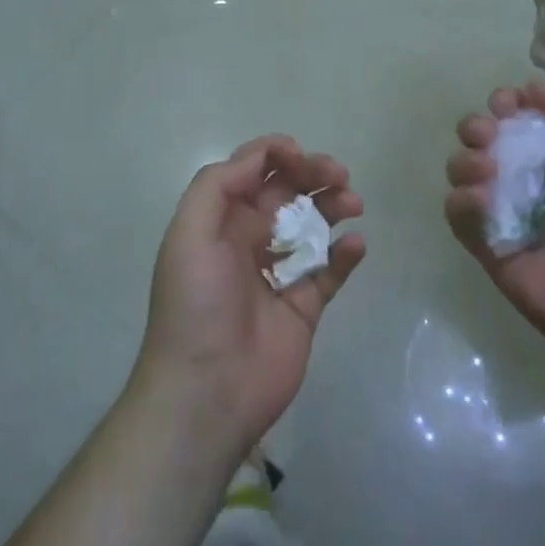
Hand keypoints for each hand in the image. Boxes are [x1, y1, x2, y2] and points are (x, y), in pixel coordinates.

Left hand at [134, 136, 364, 459]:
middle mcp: (248, 240)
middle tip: (339, 175)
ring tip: (354, 203)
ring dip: (333, 206)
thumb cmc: (196, 303)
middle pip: (286, 192)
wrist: (207, 391)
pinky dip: (345, 253)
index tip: (302, 157)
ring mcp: (278, 274)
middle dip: (313, 174)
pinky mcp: (304, 307)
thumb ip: (219, 185)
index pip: (252, 171)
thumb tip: (262, 156)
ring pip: (312, 226)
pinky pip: (329, 271)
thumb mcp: (189, 233)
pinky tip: (355, 245)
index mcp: (219, 220)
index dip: (277, 155)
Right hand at [444, 80, 544, 368]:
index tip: (504, 106)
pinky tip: (483, 204)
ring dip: (467, 162)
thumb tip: (527, 86)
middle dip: (476, 128)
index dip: (504, 104)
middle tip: (488, 137)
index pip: (517, 117)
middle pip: (481, 138)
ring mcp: (504, 212)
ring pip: (462, 170)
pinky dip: (464, 201)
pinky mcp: (485, 245)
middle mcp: (527, 178)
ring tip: (487, 174)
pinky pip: (457, 210)